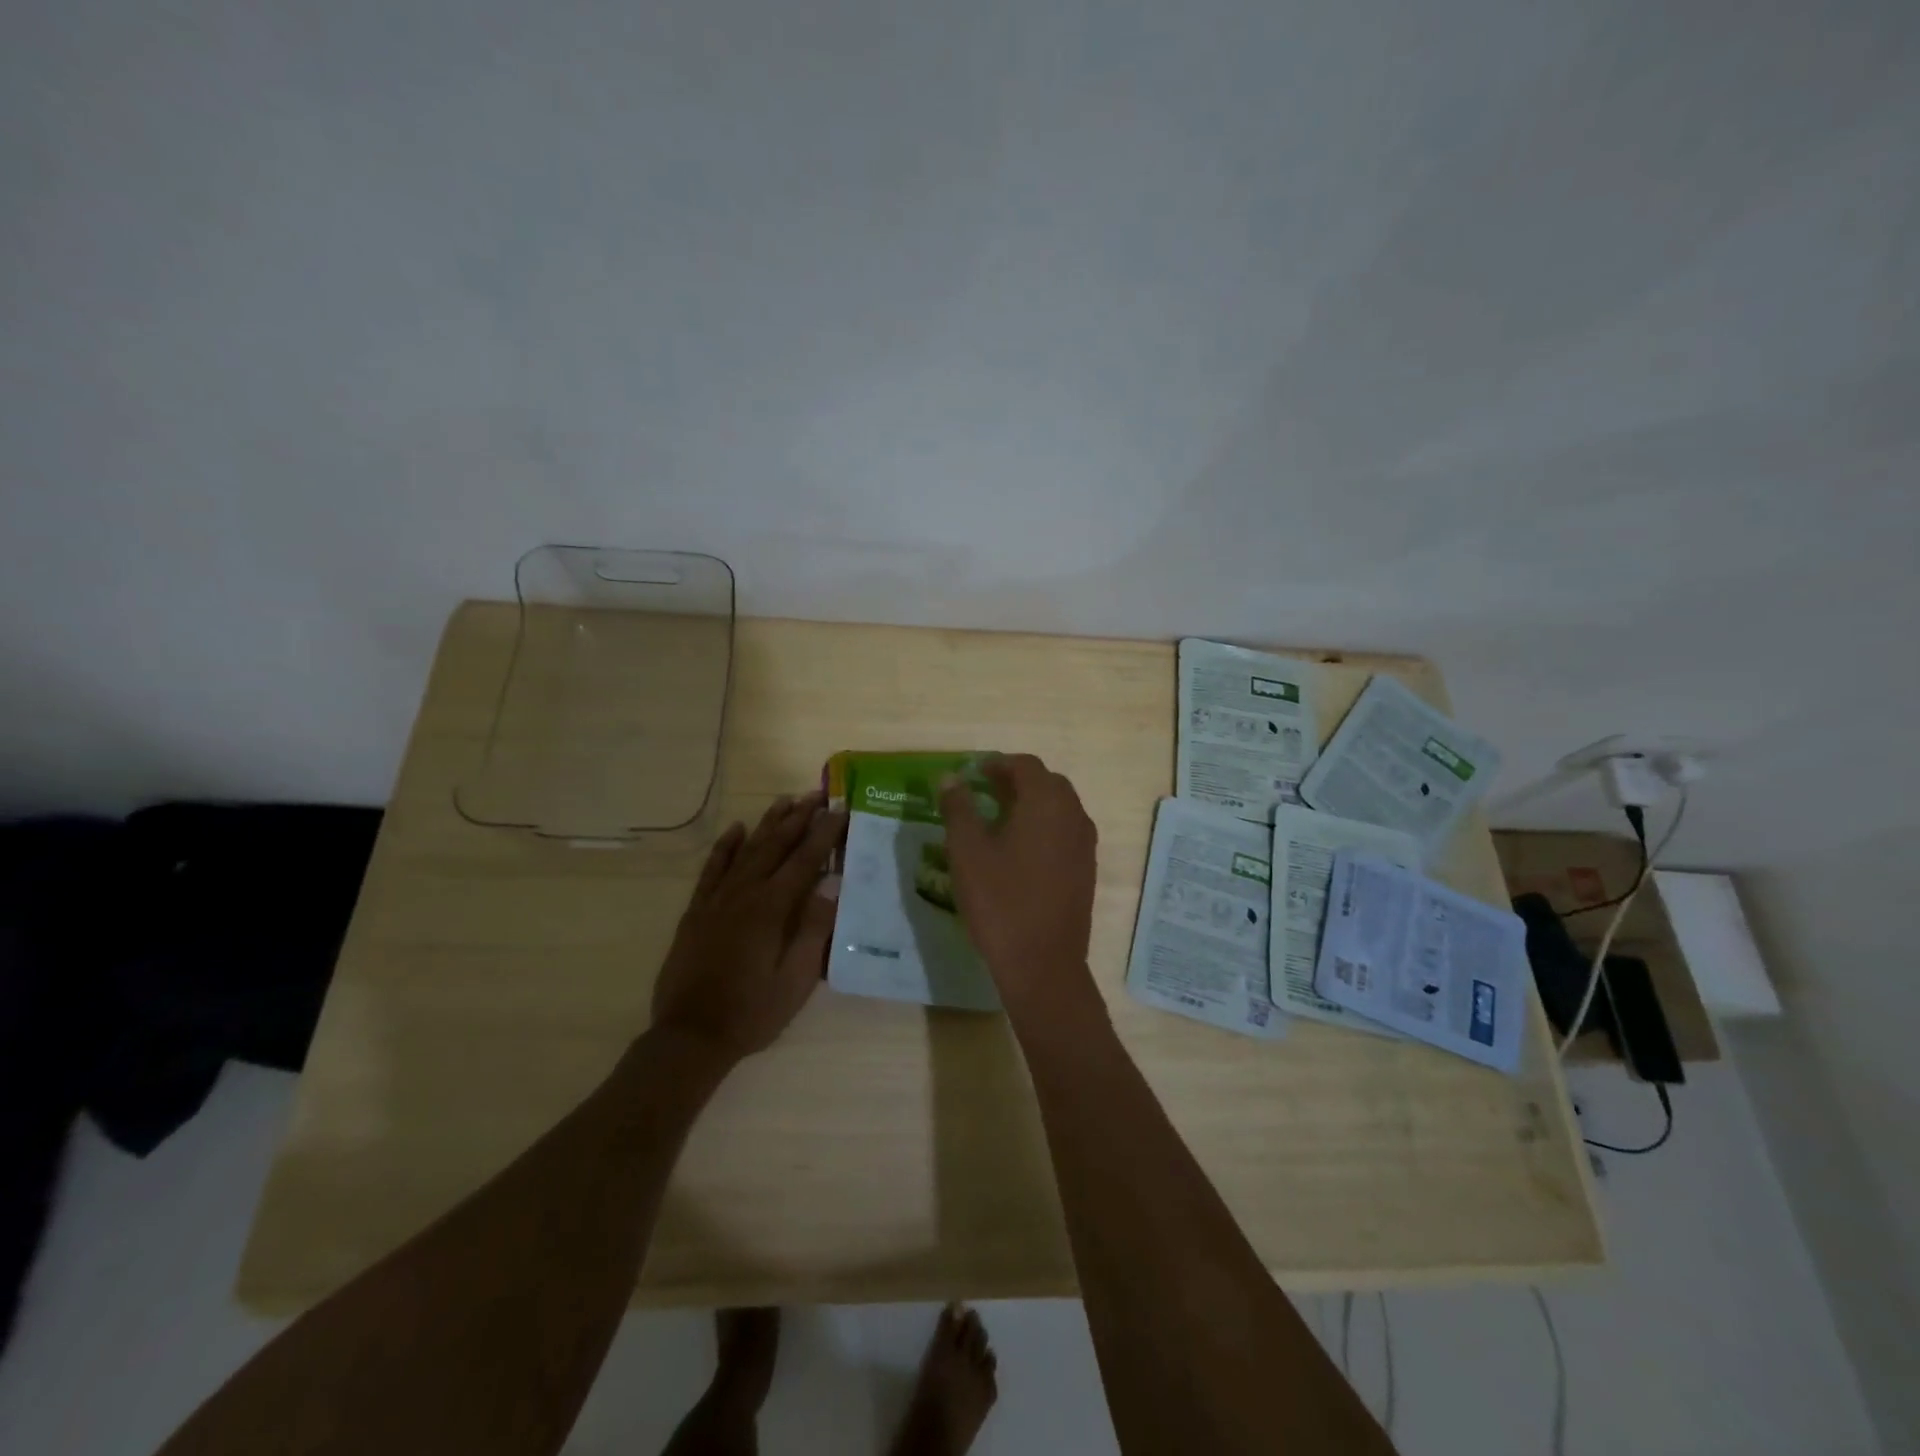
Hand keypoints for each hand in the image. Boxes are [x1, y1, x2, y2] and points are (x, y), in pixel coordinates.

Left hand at [651, 791, 846, 1061]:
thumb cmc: (753, 1011)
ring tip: (785, 800)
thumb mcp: (797, 979)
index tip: (840, 809)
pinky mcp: (697, 911)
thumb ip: (814, 929)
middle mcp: (745, 893)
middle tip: (818, 794)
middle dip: (799, 818)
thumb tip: (832, 885)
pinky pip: (712, 869)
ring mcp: (718, 900)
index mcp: (773, 909)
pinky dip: (725, 847)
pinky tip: (736, 829)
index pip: (805, 860)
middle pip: (776, 846)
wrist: (691, 1035)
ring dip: (767, 823)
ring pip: (747, 850)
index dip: (824, 833)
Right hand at [938, 755, 1102, 1033]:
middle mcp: (1073, 815)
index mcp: (1046, 803)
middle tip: (985, 792)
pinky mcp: (1087, 870)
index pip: (1026, 765)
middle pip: (1047, 783)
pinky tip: (1020, 851)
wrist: (1043, 963)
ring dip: (1032, 804)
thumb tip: (951, 778)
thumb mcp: (967, 852)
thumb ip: (958, 808)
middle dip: (1017, 781)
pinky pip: (1066, 832)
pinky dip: (1045, 828)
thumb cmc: (1000, 902)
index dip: (998, 764)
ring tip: (999, 819)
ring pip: (1060, 808)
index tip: (974, 773)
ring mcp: (1085, 844)